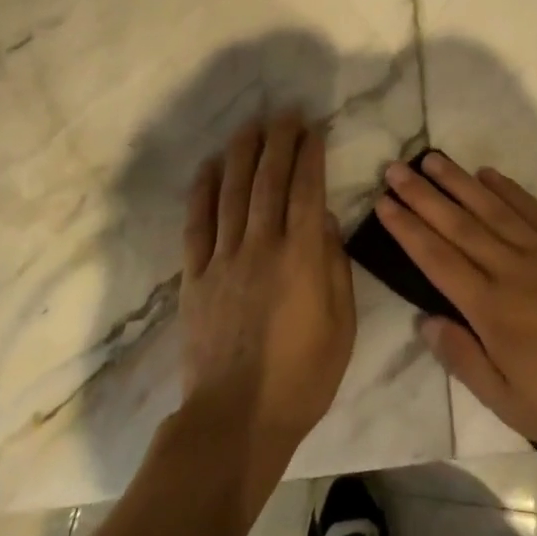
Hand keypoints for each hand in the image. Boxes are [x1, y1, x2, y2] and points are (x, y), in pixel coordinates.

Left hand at [179, 112, 356, 483]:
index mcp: (302, 257)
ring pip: (232, 193)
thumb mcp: (342, 325)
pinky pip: (196, 225)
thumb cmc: (302, 376)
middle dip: (278, 142)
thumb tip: (326, 219)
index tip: (312, 129)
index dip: (310, 155)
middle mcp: (262, 246)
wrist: (236, 421)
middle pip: (269, 181)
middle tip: (285, 113)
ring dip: (241, 154)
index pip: (307, 190)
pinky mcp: (195, 278)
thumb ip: (335, 266)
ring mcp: (224, 260)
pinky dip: (201, 192)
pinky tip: (208, 167)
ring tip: (249, 126)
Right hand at [376, 152, 536, 462]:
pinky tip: (486, 173)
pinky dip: (507, 188)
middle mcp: (510, 269)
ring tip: (431, 159)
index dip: (408, 230)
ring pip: (490, 208)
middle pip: (457, 225)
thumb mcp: (509, 402)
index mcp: (491, 309)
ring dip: (457, 182)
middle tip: (394, 169)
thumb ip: (464, 359)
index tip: (384, 204)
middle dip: (422, 196)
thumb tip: (424, 321)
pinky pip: (532, 208)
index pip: (437, 260)